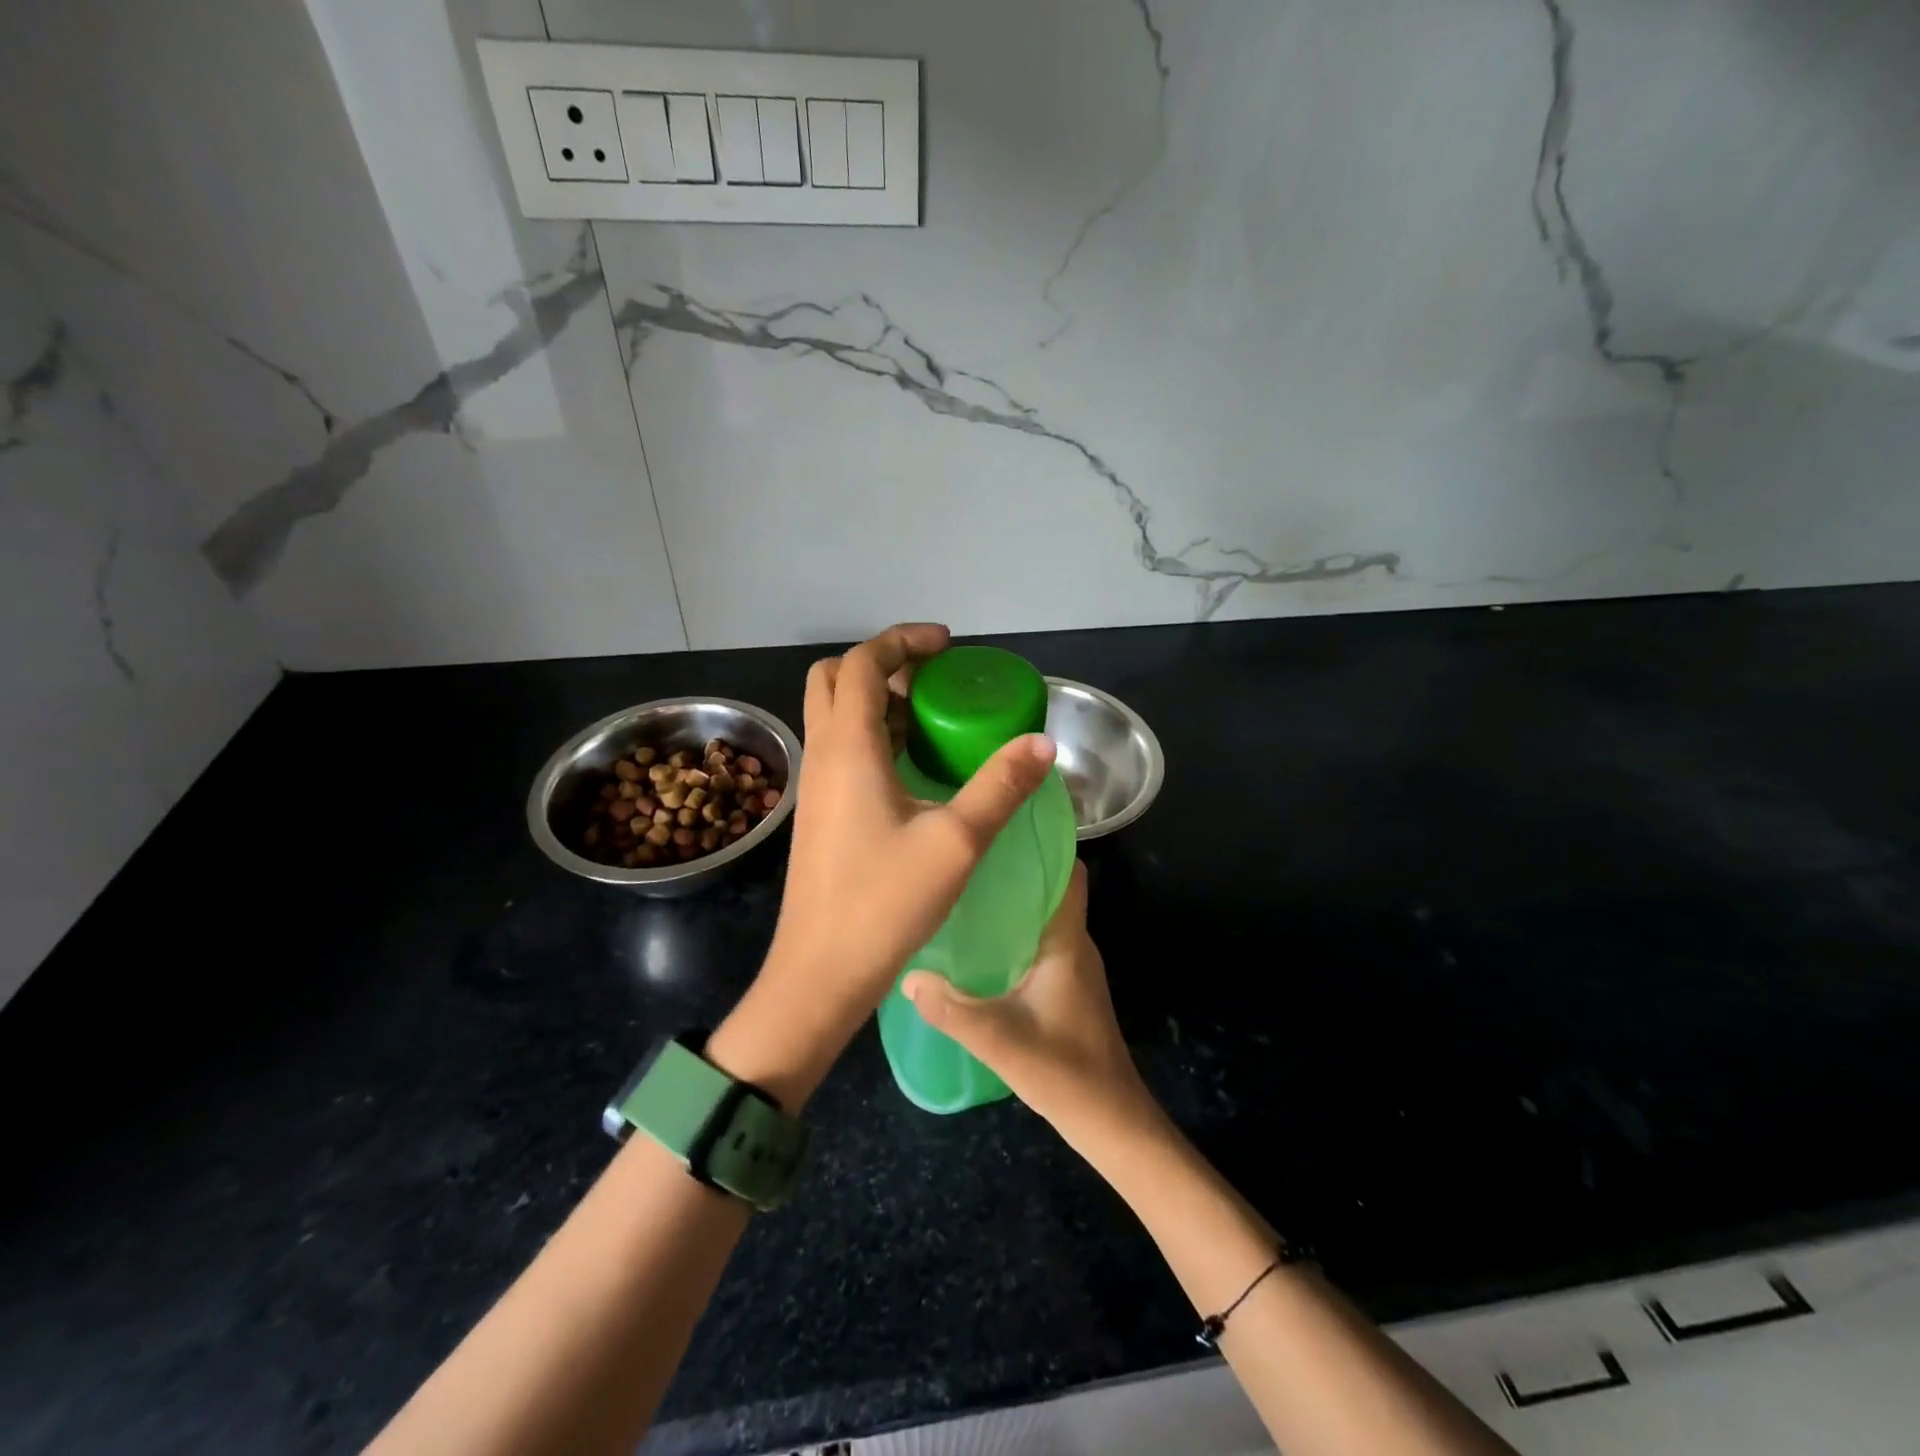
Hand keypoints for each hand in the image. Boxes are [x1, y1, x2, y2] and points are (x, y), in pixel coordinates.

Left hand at [708, 623, 1056, 1106]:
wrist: (820, 974)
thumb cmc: (884, 905)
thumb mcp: (957, 842)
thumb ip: (1000, 787)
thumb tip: (1042, 745)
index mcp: (848, 748)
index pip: (863, 663)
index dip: (904, 641)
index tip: (948, 645)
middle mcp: (822, 756)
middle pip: (835, 679)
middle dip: (883, 663)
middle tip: (934, 679)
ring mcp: (815, 786)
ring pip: (834, 715)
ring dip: (877, 700)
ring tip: (932, 718)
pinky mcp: (818, 813)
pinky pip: (839, 749)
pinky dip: (872, 735)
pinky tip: (913, 768)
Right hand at [901, 863, 1161, 1148]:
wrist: (1110, 1122)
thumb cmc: (1066, 1073)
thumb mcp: (1001, 1042)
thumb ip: (953, 1010)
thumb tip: (908, 976)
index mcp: (1067, 942)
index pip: (1068, 873)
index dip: (1042, 844)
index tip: (999, 828)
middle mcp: (1074, 944)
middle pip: (1049, 888)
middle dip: (1013, 869)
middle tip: (963, 858)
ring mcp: (1071, 966)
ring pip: (1041, 916)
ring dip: (1011, 901)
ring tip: (962, 891)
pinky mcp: (1065, 987)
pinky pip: (1037, 941)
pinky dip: (1012, 931)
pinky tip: (976, 942)